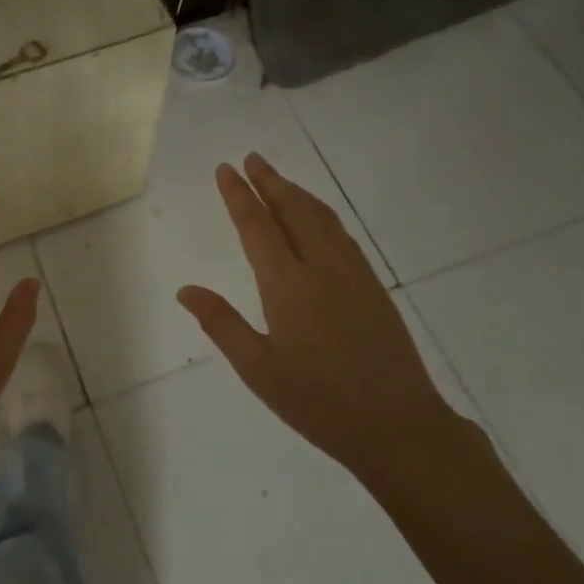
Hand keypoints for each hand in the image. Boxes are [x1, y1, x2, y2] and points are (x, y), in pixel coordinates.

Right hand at [176, 154, 462, 485]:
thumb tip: (186, 290)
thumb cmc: (318, 402)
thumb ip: (221, 323)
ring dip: (296, 192)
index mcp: (287, 285)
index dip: (238, 195)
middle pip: (292, 210)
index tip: (225, 169)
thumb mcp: (258, 369)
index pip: (257, 226)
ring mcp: (352, 273)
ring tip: (277, 178)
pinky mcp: (373, 285)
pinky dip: (321, 213)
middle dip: (269, 181)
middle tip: (251, 158)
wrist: (397, 425)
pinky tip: (317, 217)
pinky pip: (341, 233)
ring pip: (320, 217)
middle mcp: (321, 267)